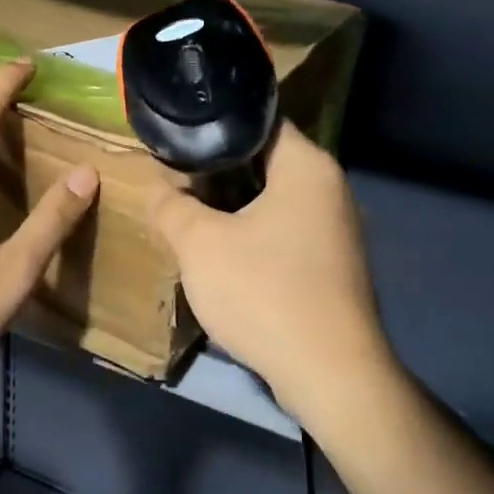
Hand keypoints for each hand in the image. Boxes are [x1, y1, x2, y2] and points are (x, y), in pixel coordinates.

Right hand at [149, 122, 395, 423]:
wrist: (327, 371)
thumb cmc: (263, 291)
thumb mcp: (199, 244)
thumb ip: (171, 206)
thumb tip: (156, 185)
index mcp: (307, 167)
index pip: (259, 121)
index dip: (214, 125)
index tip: (177, 136)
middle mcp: (331, 190)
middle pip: (265, 163)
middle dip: (217, 171)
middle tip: (174, 178)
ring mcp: (336, 231)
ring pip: (273, 203)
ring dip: (232, 208)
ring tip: (189, 214)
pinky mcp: (331, 268)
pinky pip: (284, 236)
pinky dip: (252, 237)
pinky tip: (222, 255)